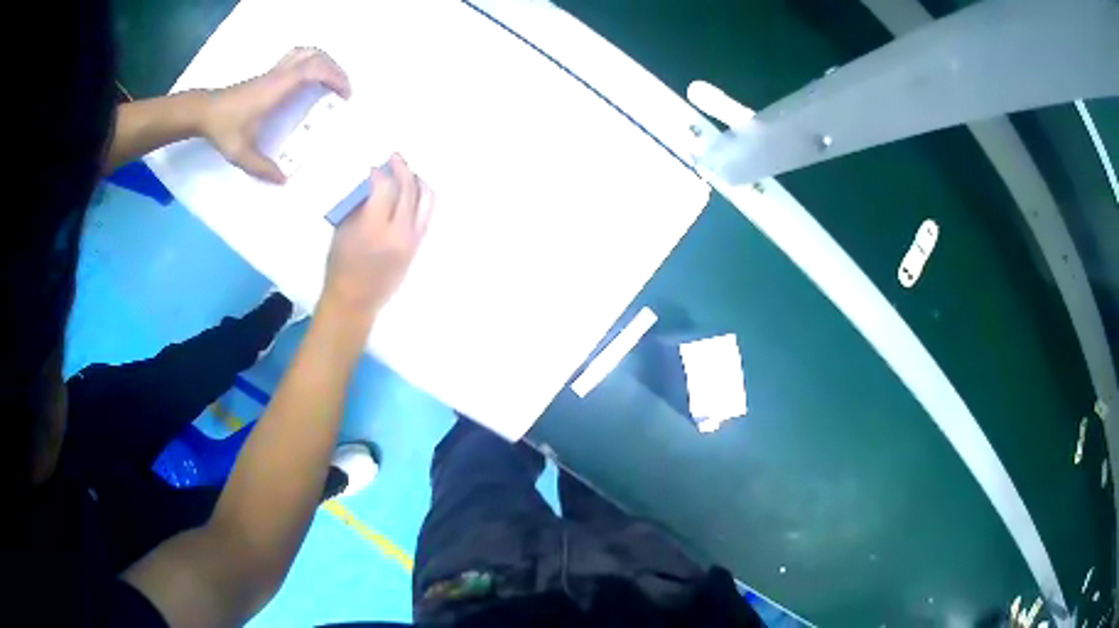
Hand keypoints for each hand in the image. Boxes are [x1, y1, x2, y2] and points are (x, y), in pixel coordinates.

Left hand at [199, 48, 350, 182]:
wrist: (203, 111)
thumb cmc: (223, 128)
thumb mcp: (241, 153)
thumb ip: (262, 168)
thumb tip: (283, 181)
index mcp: (277, 88)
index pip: (313, 69)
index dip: (335, 77)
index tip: (345, 95)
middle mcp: (278, 75)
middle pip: (315, 55)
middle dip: (334, 69)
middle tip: (342, 90)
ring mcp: (273, 72)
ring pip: (306, 53)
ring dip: (323, 63)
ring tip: (330, 82)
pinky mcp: (268, 74)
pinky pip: (296, 59)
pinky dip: (310, 65)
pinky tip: (309, 82)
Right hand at [323, 154, 433, 323]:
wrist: (355, 299)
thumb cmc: (341, 265)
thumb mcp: (342, 230)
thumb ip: (359, 204)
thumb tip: (373, 182)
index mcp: (372, 228)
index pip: (384, 188)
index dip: (379, 173)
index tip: (372, 168)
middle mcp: (397, 232)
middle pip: (407, 189)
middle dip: (401, 169)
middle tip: (394, 158)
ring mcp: (412, 239)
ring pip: (425, 199)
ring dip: (416, 180)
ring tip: (406, 172)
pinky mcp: (418, 245)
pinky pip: (425, 213)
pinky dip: (420, 197)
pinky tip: (411, 190)